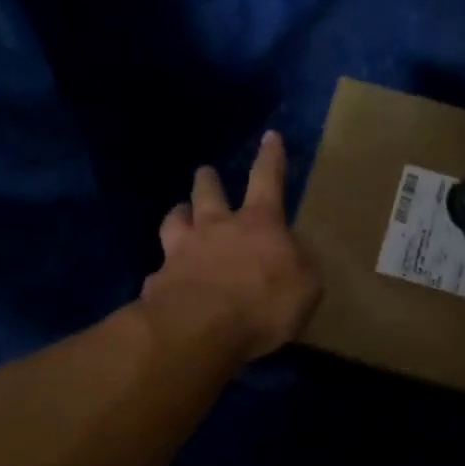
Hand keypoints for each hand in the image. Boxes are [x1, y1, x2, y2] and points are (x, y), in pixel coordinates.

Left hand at [140, 130, 321, 362]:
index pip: (267, 180)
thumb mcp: (305, 287)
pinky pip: (159, 270)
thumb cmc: (263, 304)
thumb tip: (291, 256)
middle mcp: (215, 228)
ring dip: (179, 213)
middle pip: (209, 193)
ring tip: (179, 211)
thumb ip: (299, 267)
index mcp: (258, 224)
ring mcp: (181, 252)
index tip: (269, 137)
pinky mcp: (158, 281)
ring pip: (175, 220)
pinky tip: (162, 280)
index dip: (270, 159)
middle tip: (205, 172)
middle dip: (209, 181)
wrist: (200, 329)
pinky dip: (163, 272)